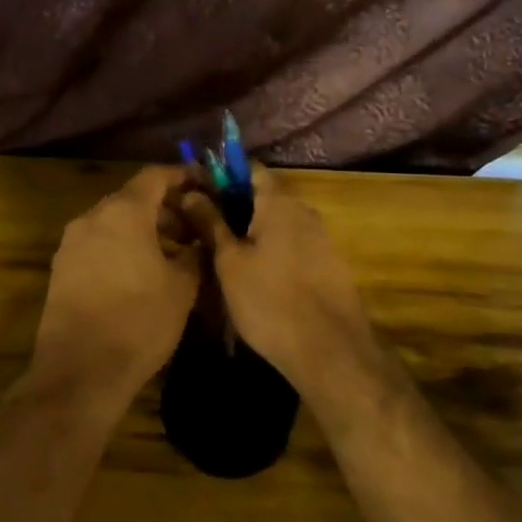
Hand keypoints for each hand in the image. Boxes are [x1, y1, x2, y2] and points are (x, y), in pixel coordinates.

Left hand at [27, 167, 200, 413]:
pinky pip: (98, 242)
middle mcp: (92, 217)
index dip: (182, 176)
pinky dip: (122, 245)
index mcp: (124, 211)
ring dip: (143, 229)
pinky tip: (140, 273)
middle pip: (133, 197)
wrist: (79, 371)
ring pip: (114, 221)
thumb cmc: (139, 321)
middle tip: (193, 227)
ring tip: (172, 254)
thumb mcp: (181, 288)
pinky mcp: (61, 268)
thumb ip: (194, 254)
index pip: (155, 175)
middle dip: (165, 207)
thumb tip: (199, 241)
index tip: (204, 184)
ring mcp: (72, 242)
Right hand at [176, 166, 377, 395]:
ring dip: (253, 230)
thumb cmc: (270, 301)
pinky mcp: (330, 265)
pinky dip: (273, 249)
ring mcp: (321, 238)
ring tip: (225, 254)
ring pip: (279, 222)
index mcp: (279, 202)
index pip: (249, 168)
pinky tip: (256, 275)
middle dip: (234, 206)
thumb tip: (190, 192)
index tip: (198, 191)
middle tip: (204, 227)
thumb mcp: (229, 262)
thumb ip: (210, 223)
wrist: (331, 353)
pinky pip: (294, 244)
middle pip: (264, 195)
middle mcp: (304, 211)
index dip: (222, 175)